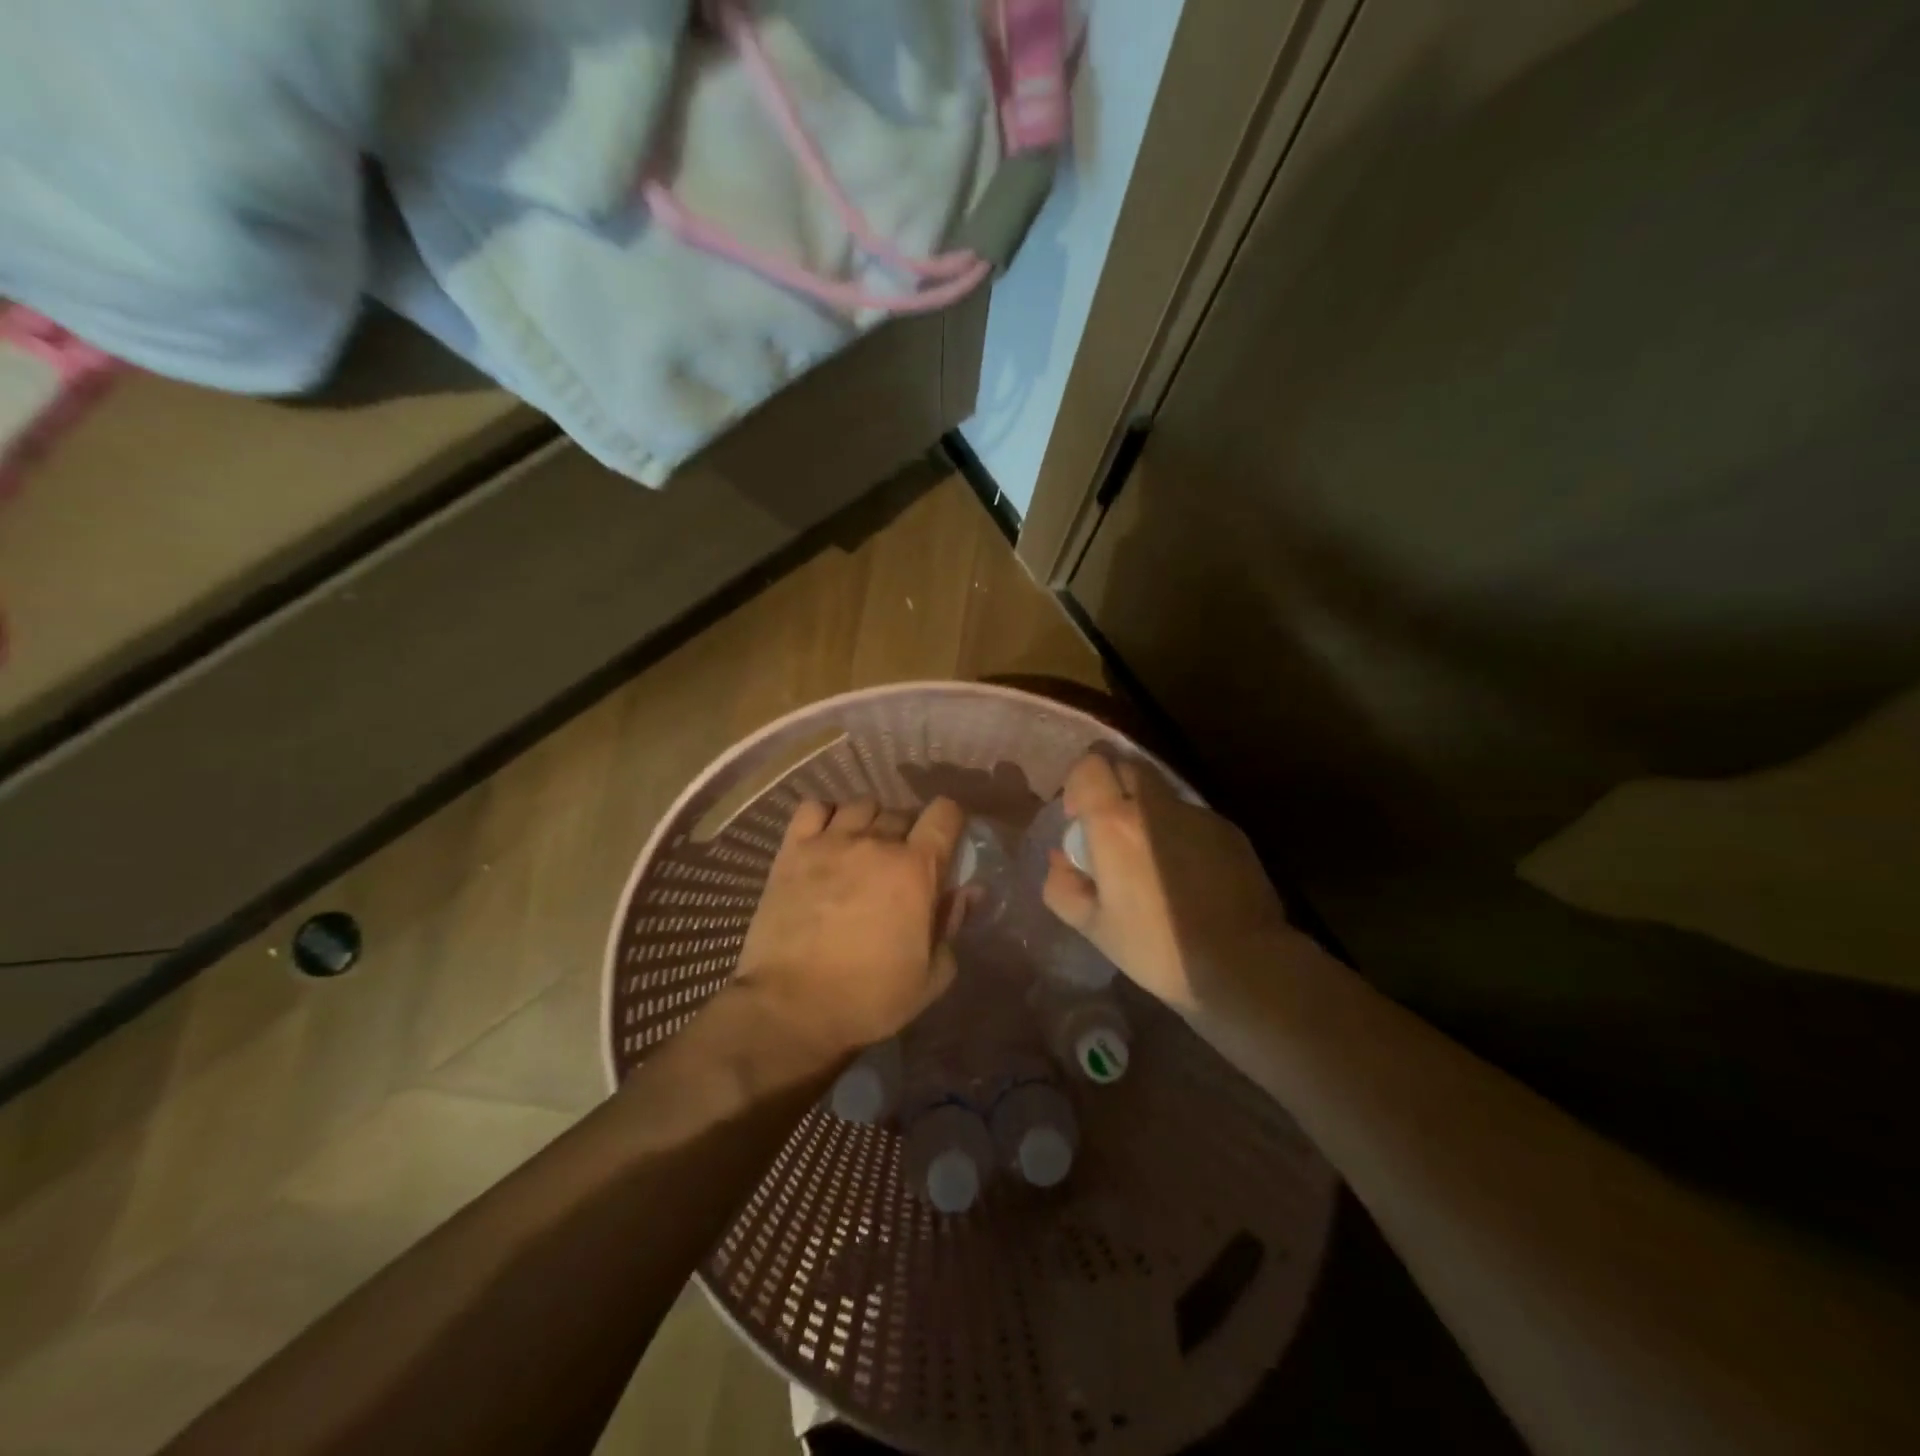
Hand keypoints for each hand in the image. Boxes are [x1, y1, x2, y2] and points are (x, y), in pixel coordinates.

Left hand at [733, 796, 965, 1060]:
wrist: (790, 1007)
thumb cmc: (868, 998)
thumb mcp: (930, 977)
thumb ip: (952, 925)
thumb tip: (968, 891)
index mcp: (915, 869)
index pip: (945, 814)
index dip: (951, 822)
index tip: (946, 843)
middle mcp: (876, 843)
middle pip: (903, 812)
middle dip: (909, 832)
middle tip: (901, 864)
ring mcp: (830, 842)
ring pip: (862, 805)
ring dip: (870, 822)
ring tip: (862, 849)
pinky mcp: (792, 850)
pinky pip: (814, 807)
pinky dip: (826, 815)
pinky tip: (826, 838)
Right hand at [1041, 754, 1298, 1016]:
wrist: (1242, 963)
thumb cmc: (1156, 947)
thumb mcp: (1093, 927)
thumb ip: (1062, 885)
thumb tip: (1061, 859)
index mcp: (1115, 823)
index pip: (1090, 764)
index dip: (1078, 782)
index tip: (1080, 818)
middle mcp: (1156, 805)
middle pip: (1127, 766)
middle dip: (1112, 786)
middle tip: (1110, 831)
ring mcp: (1197, 814)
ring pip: (1161, 792)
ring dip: (1147, 811)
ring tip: (1152, 860)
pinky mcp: (1228, 829)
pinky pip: (1190, 816)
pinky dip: (1178, 832)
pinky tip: (1187, 875)